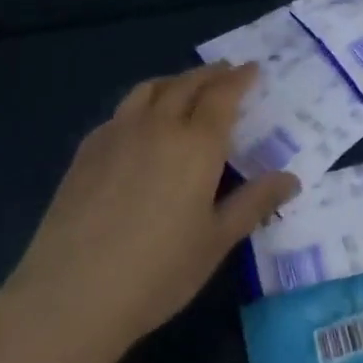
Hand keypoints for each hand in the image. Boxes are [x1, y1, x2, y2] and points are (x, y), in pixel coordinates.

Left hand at [2, 62, 299, 356]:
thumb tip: (291, 179)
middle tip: (226, 71)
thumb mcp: (216, 241)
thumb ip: (254, 203)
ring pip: (150, 89)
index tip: (252, 68)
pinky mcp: (87, 150)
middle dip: (211, 74)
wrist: (71, 295)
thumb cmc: (157, 272)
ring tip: (184, 87)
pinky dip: (141, 103)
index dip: (240, 78)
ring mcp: (118, 133)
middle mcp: (159, 125)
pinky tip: (139, 124)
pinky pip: (121, 111)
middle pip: (187, 84)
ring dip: (174, 81)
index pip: (223, 95)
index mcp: (196, 143)